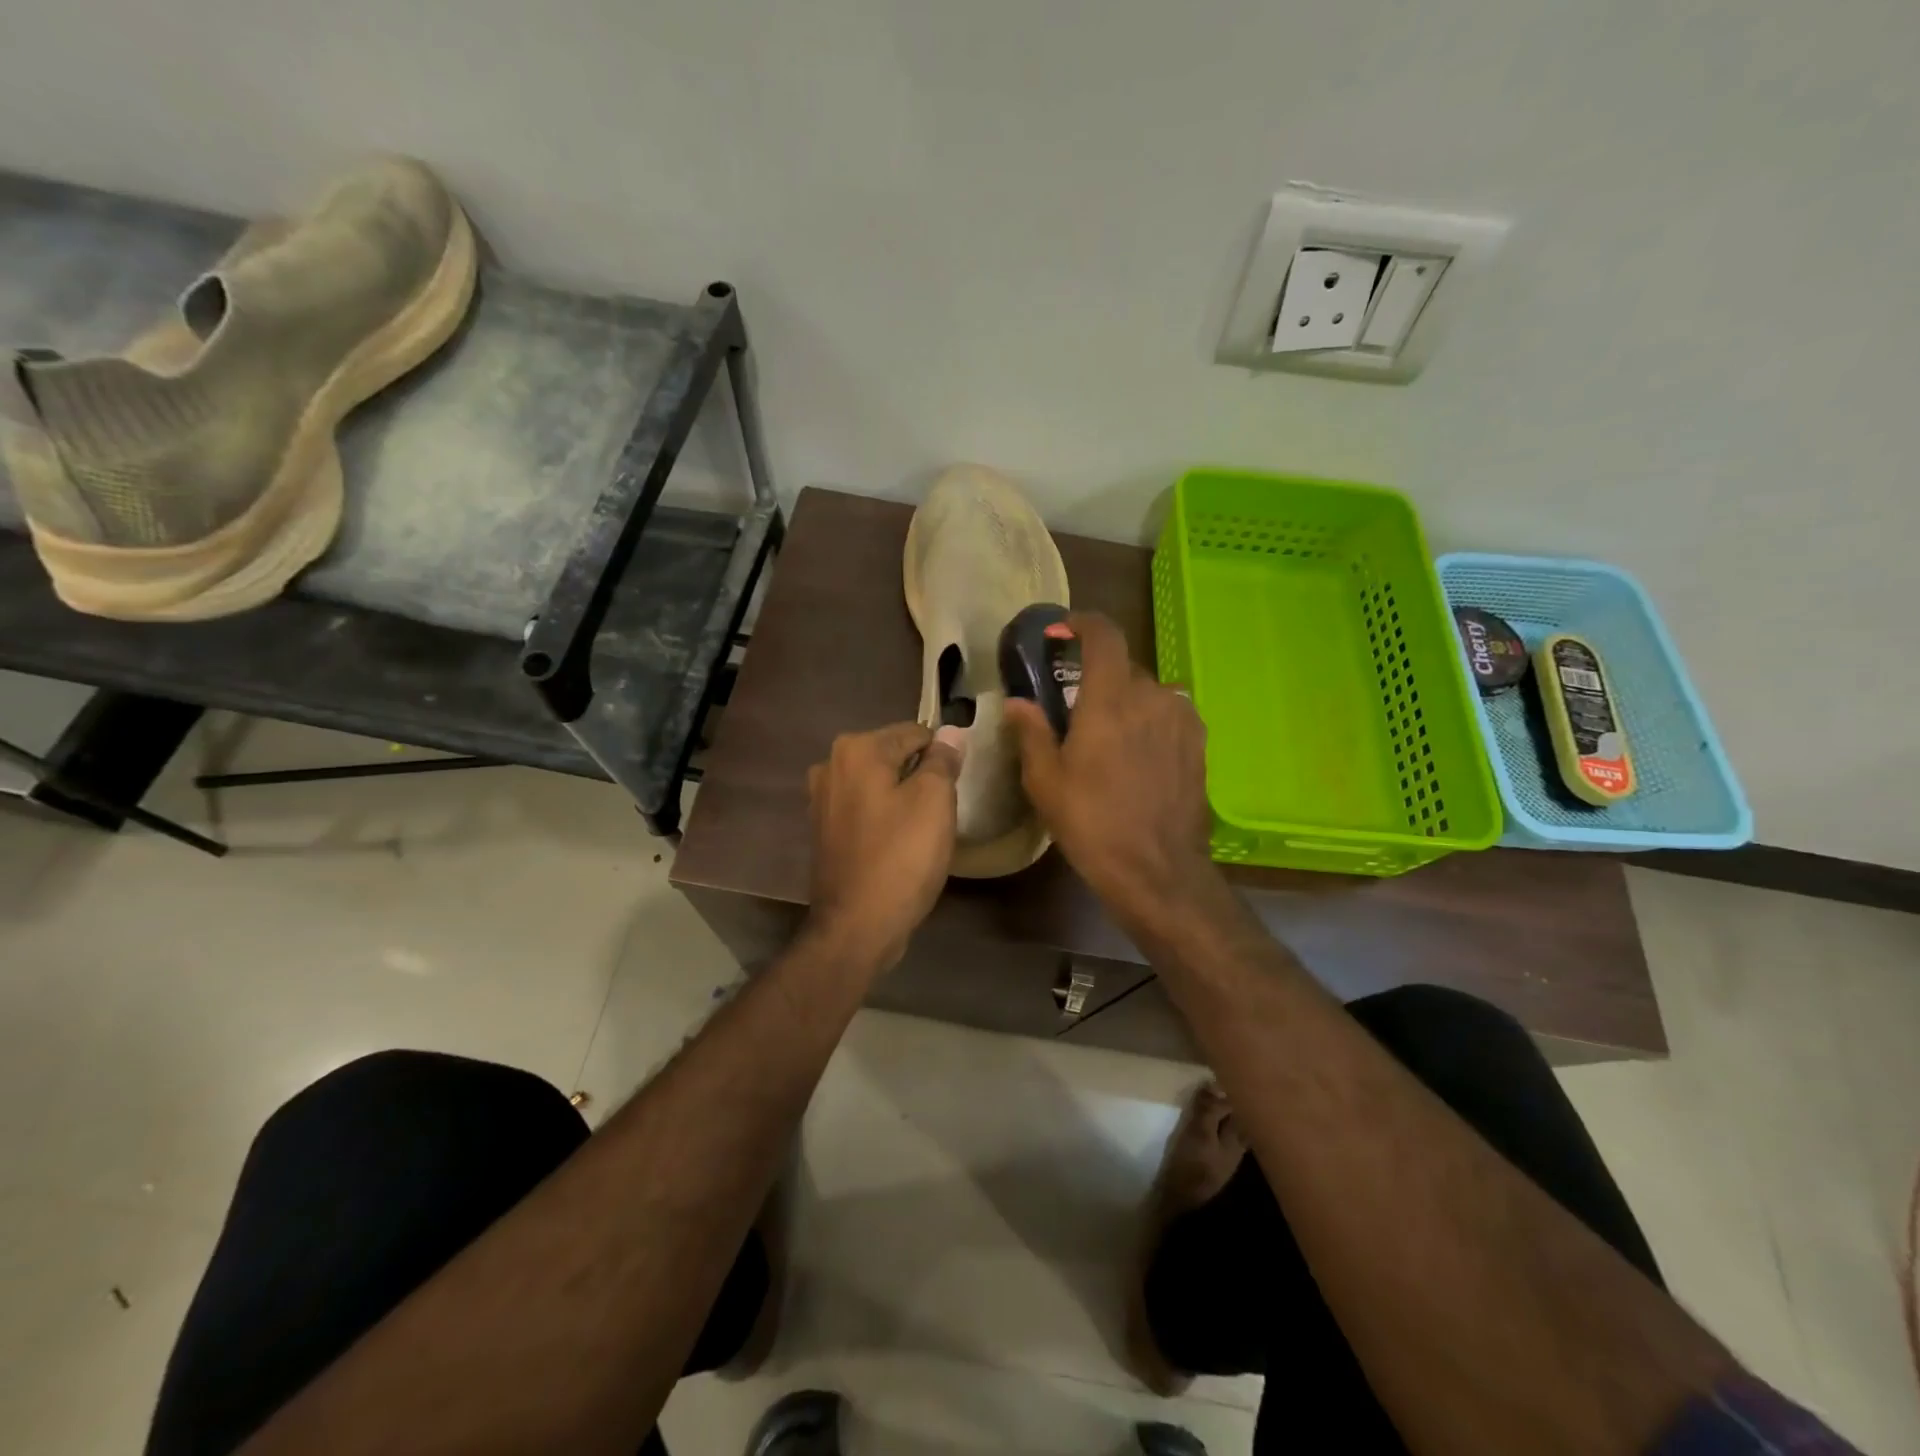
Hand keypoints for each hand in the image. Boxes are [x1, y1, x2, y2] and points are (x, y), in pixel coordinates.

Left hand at [805, 722, 964, 968]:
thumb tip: (950, 734)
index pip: (915, 733)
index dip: (942, 755)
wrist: (857, 925)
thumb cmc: (901, 857)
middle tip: (942, 809)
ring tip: (923, 828)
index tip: (957, 784)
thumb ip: (943, 760)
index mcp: (856, 749)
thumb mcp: (935, 801)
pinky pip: (864, 809)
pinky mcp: (823, 829)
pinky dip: (884, 817)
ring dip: (902, 797)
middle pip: (893, 756)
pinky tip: (899, 843)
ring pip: (879, 784)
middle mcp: (831, 765)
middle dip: (920, 775)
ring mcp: (822, 799)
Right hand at [1003, 612, 1215, 917]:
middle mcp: (1152, 696)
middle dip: (1097, 680)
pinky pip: (1167, 714)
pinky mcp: (1199, 742)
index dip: (1083, 623)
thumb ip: (1031, 733)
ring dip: (1125, 704)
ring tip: (1108, 741)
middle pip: (1123, 668)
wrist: (1157, 869)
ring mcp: (1181, 718)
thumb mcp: (1045, 782)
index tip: (1063, 630)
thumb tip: (1017, 702)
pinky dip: (1148, 721)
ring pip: (1147, 693)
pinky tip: (1136, 757)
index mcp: (1110, 700)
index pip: (1104, 636)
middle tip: (1075, 711)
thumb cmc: (1092, 823)